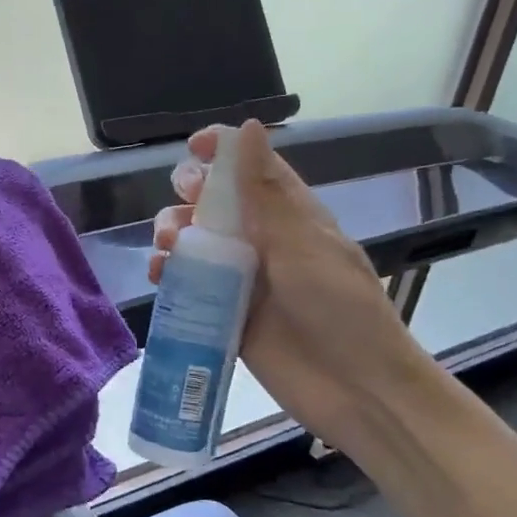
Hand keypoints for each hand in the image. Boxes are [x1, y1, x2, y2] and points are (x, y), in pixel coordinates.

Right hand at [149, 120, 421, 437]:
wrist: (356, 390)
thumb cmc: (339, 309)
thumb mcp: (302, 244)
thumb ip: (267, 192)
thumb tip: (248, 126)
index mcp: (291, 217)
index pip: (253, 170)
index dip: (223, 152)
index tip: (193, 146)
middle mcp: (265, 243)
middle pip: (217, 206)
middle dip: (191, 197)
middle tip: (182, 204)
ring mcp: (244, 281)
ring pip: (198, 245)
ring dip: (175, 236)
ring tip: (166, 246)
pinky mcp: (227, 316)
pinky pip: (192, 288)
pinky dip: (171, 278)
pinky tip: (160, 276)